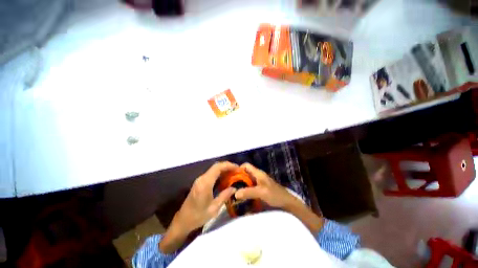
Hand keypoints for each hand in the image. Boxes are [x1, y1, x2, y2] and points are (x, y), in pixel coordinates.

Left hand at [160, 161, 237, 253]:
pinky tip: (225, 178)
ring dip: (224, 169)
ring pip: (214, 169)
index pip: (218, 167)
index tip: (237, 168)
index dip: (228, 165)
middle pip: (216, 166)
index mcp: (205, 183)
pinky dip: (220, 173)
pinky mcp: (200, 182)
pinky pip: (211, 173)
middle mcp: (202, 178)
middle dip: (227, 166)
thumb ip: (225, 196)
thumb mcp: (214, 208)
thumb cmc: (198, 216)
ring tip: (233, 173)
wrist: (183, 221)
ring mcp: (200, 179)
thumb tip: (235, 188)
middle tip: (237, 170)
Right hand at [235, 163, 323, 232]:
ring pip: (247, 180)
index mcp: (258, 173)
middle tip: (230, 185)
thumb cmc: (275, 194)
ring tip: (234, 191)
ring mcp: (259, 182)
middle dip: (238, 178)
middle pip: (245, 173)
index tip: (231, 176)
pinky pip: (250, 186)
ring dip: (241, 184)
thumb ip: (248, 192)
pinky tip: (242, 195)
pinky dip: (245, 189)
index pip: (246, 165)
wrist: (286, 202)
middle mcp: (257, 175)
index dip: (238, 168)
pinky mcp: (260, 188)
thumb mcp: (261, 192)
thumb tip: (235, 193)